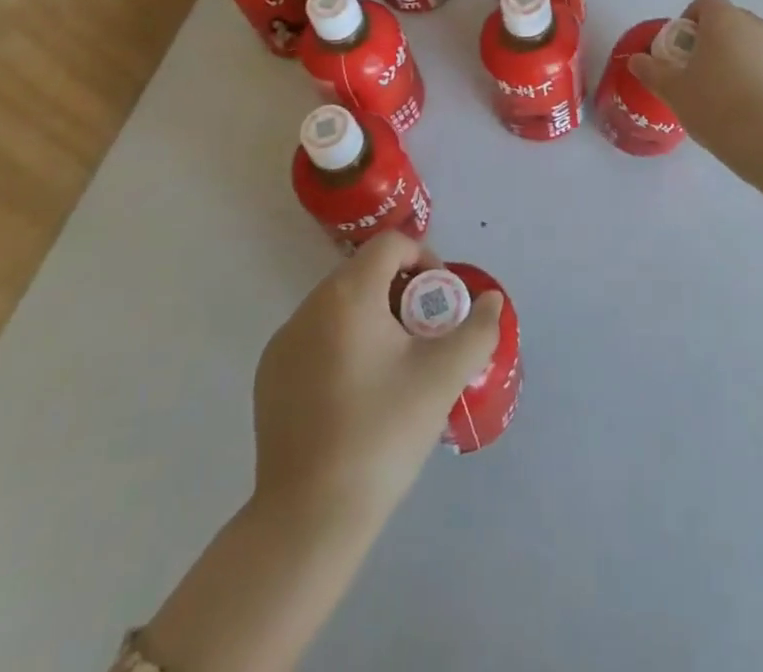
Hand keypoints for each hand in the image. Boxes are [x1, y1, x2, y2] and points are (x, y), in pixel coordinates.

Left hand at [252, 232, 503, 529]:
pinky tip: (357, 393)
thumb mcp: (442, 378)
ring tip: (395, 366)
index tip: (440, 301)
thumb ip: (476, 330)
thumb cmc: (382, 434)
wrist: (309, 518)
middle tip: (425, 336)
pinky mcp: (270, 375)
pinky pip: (315, 337)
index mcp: (348, 295)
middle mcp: (309, 307)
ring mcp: (283, 342)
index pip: (390, 245)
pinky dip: (342, 343)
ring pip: (339, 305)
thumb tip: (492, 301)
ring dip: (372, 317)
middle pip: (364, 273)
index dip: (424, 259)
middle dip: (401, 292)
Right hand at [629, 0, 762, 153]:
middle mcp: (755, 24)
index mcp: (724, 20)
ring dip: (739, 57)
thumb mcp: (672, 89)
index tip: (683, 47)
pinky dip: (760, 77)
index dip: (691, 18)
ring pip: (753, 43)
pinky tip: (751, 106)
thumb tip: (636, 60)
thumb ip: (651, 70)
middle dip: (715, 39)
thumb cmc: (714, 104)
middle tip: (700, 72)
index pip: (706, 0)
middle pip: (730, 20)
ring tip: (726, 93)